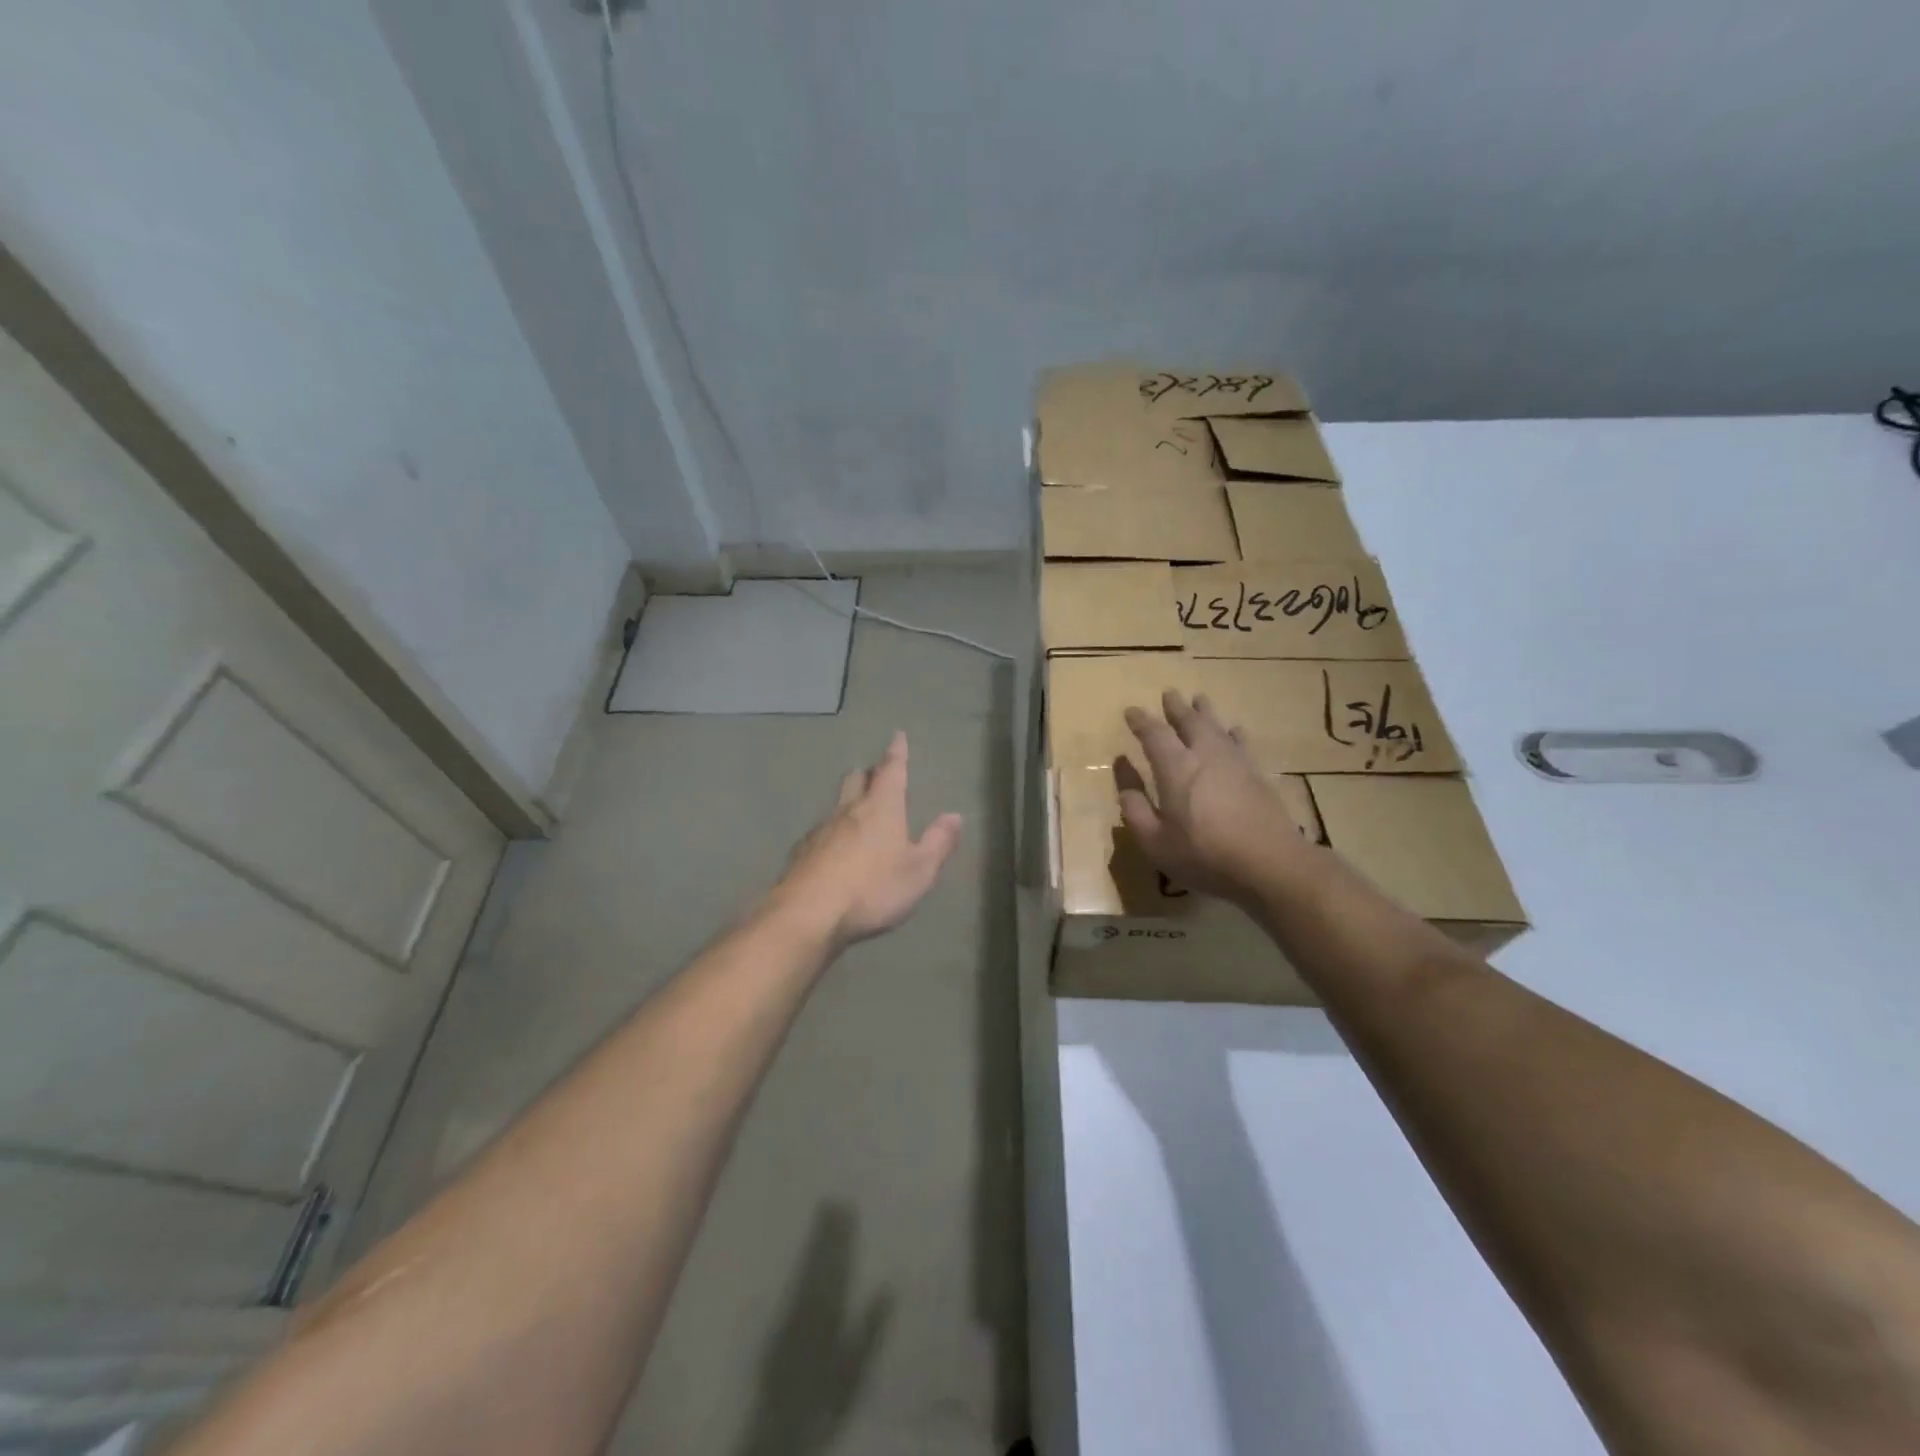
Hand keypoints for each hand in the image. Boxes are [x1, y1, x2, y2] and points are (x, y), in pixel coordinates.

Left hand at [774, 731, 962, 948]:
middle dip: (868, 773)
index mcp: (881, 808)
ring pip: (836, 805)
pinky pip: (820, 832)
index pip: (891, 771)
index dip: (897, 753)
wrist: (808, 913)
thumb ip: (938, 842)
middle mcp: (849, 810)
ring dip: (848, 801)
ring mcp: (821, 830)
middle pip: (857, 780)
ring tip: (856, 809)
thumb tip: (954, 816)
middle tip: (876, 773)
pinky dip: (831, 832)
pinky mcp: (802, 853)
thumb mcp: (919, 870)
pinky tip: (832, 848)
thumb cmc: (872, 889)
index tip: (897, 736)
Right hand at [1120, 691, 1308, 904]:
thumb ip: (1135, 808)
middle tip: (1169, 694)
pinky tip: (1235, 731)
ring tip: (1200, 700)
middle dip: (1177, 707)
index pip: (1155, 734)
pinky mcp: (1258, 774)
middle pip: (1190, 722)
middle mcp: (1206, 755)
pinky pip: (1242, 743)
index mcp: (1176, 768)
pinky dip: (1234, 733)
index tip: (1131, 711)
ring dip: (1206, 712)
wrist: (1270, 863)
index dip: (1141, 721)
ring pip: (1218, 727)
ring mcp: (1236, 762)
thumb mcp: (1155, 841)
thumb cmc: (1204, 855)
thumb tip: (1124, 778)